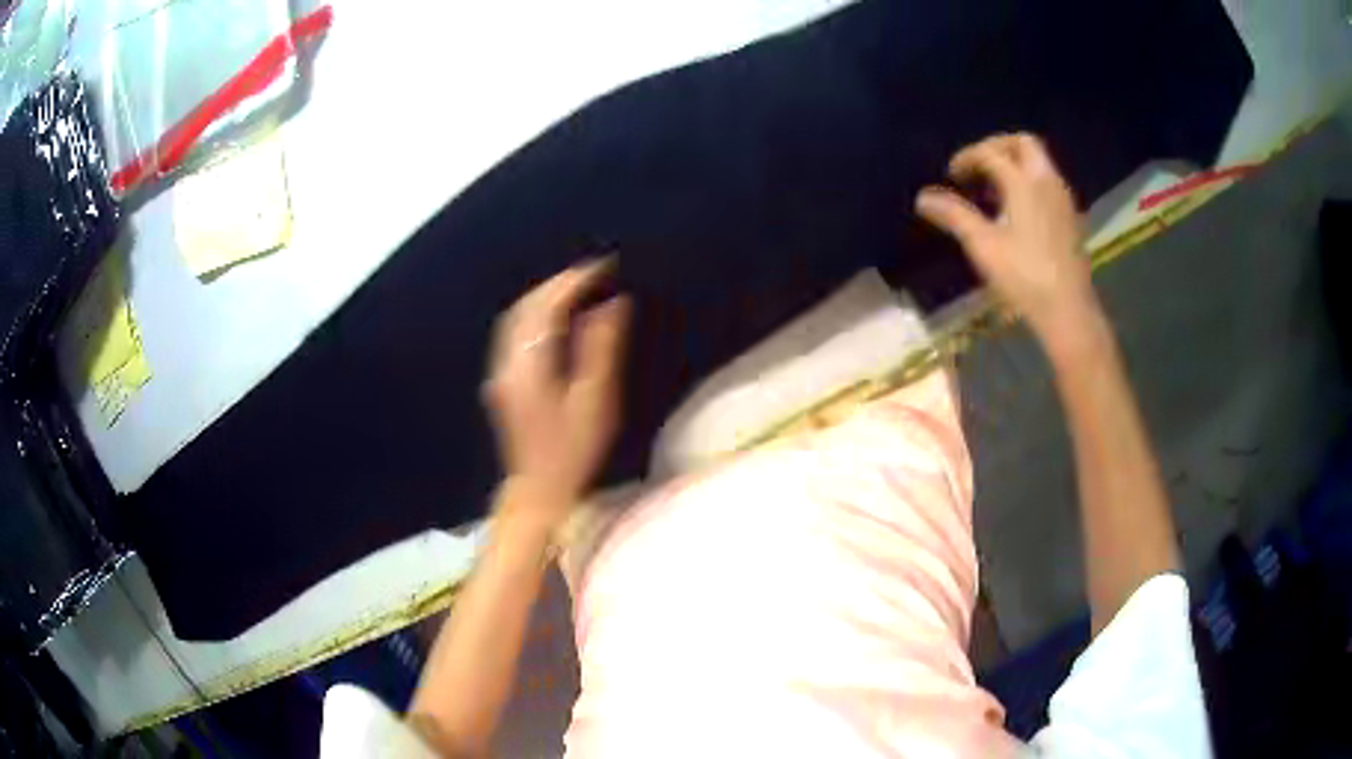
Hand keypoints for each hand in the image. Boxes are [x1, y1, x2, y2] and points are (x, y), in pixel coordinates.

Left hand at [483, 259, 630, 526]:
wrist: (538, 491)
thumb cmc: (573, 453)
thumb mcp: (596, 402)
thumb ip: (602, 349)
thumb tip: (614, 304)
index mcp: (529, 366)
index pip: (547, 307)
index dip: (574, 281)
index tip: (604, 267)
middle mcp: (507, 363)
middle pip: (526, 307)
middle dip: (558, 283)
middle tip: (593, 272)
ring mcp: (500, 372)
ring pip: (516, 318)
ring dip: (544, 296)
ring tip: (578, 287)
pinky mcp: (502, 381)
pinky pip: (515, 332)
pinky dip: (536, 314)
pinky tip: (555, 317)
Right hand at [915, 133, 1098, 341]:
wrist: (1068, 310)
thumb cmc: (1024, 276)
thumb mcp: (983, 245)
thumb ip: (954, 215)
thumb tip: (923, 198)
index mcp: (1024, 182)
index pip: (991, 153)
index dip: (967, 158)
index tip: (952, 175)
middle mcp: (1047, 181)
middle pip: (1023, 144)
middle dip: (997, 148)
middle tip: (978, 167)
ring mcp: (1063, 199)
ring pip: (1039, 163)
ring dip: (1015, 165)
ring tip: (993, 191)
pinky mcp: (1071, 218)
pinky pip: (1047, 184)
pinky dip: (1028, 183)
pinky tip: (1016, 211)